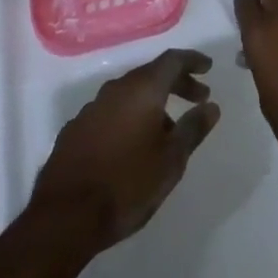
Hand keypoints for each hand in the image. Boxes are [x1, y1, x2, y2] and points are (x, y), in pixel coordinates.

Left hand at [30, 48, 219, 249]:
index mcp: (142, 89)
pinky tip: (132, 144)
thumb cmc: (127, 184)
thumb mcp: (171, 160)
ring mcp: (92, 108)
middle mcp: (116, 89)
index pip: (172, 60)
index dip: (192, 61)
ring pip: (130, 94)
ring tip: (168, 130)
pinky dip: (129, 117)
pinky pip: (111, 112)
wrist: (65, 216)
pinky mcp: (75, 130)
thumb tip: (211, 106)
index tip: (208, 68)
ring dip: (152, 104)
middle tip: (198, 98)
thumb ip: (193, 128)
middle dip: (177, 83)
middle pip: (151, 75)